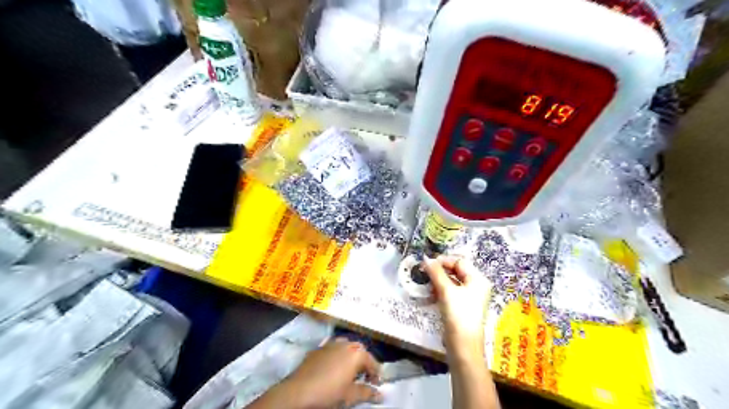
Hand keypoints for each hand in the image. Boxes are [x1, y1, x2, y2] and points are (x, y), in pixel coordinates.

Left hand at [274, 339, 382, 408]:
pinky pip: (333, 348)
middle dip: (364, 363)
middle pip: (360, 351)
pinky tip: (333, 367)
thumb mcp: (350, 396)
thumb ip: (367, 393)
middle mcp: (346, 343)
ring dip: (351, 357)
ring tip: (349, 372)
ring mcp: (331, 343)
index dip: (376, 374)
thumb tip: (380, 395)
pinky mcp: (319, 348)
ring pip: (346, 347)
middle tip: (364, 378)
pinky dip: (338, 356)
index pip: (373, 362)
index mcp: (357, 353)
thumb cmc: (328, 392)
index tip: (377, 385)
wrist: (298, 391)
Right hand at [425, 256, 491, 360]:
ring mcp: (470, 297)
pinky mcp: (463, 306)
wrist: (463, 346)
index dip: (444, 260)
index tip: (428, 264)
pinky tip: (431, 294)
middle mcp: (476, 286)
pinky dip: (441, 290)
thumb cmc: (458, 314)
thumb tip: (426, 258)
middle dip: (440, 270)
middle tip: (425, 272)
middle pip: (457, 270)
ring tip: (427, 284)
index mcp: (478, 279)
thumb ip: (436, 273)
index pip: (459, 261)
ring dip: (439, 280)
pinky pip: (451, 292)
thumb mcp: (446, 291)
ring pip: (452, 281)